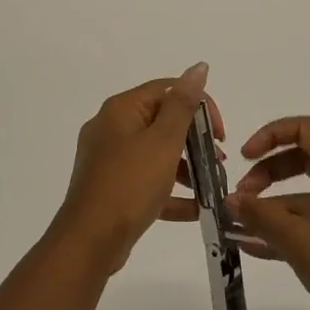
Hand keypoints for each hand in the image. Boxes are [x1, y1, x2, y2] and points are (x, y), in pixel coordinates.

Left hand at [55, 64, 223, 273]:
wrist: (89, 242)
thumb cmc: (129, 185)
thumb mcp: (163, 142)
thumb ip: (183, 104)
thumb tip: (198, 67)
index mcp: (122, 109)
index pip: (168, 90)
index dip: (199, 106)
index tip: (220, 134)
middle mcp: (111, 128)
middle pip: (162, 121)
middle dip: (195, 139)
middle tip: (218, 159)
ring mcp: (109, 160)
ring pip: (155, 153)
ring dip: (187, 166)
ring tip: (212, 185)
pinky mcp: (111, 188)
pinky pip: (146, 180)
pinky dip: (170, 191)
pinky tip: (197, 209)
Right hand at [228, 116, 309, 309]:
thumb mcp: (299, 241)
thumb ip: (261, 216)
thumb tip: (230, 200)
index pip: (306, 130)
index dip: (270, 136)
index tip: (244, 157)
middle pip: (306, 159)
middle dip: (268, 174)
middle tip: (242, 196)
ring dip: (275, 206)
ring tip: (241, 226)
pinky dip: (292, 226)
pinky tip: (258, 246)